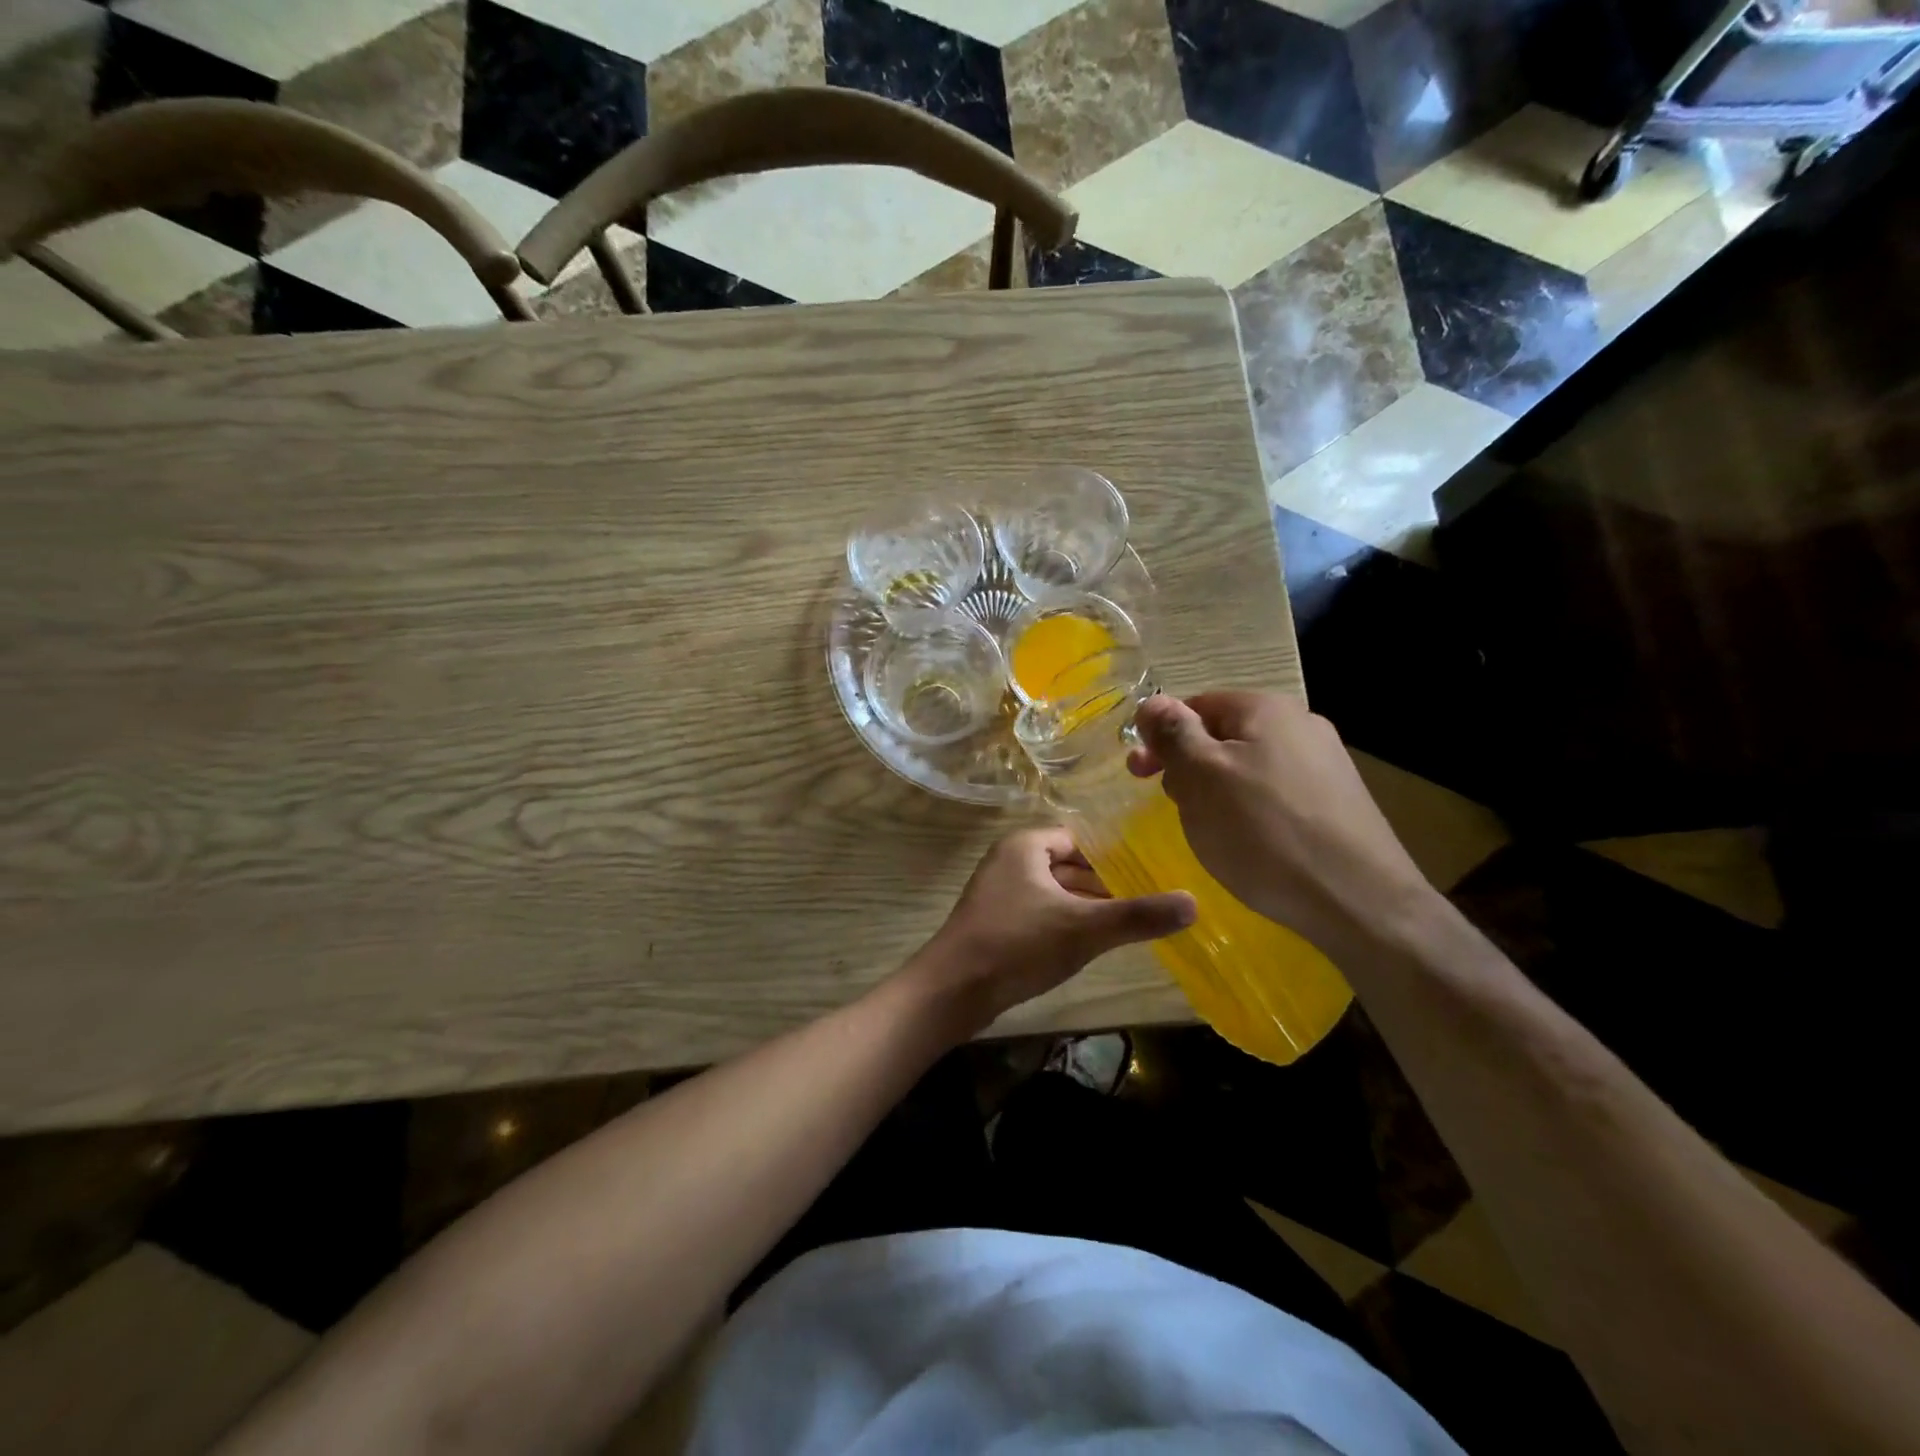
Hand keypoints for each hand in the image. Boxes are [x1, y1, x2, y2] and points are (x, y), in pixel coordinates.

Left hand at [917, 827, 1195, 1026]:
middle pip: (1067, 865)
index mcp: (1025, 846)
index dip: (1113, 857)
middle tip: (1145, 902)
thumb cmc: (1018, 944)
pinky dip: (1062, 924)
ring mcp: (998, 894)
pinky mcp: (994, 923)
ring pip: (1053, 892)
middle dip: (1102, 885)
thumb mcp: (1084, 928)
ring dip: (1084, 907)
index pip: (1079, 840)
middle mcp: (1009, 861)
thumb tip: (1194, 903)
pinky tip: (1086, 947)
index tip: (1148, 874)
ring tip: (1124, 925)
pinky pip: (1038, 914)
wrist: (952, 990)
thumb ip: (1138, 915)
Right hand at [1128, 692, 1436, 954]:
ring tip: (1212, 832)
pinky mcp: (1338, 803)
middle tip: (1175, 807)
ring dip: (1217, 793)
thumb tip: (1152, 703)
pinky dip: (1252, 814)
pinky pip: (1276, 796)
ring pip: (1248, 769)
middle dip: (1189, 768)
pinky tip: (1252, 846)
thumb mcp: (1201, 777)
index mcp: (1265, 709)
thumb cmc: (1264, 831)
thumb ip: (1173, 734)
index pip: (1196, 705)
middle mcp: (1301, 725)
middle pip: (1222, 737)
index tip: (1139, 775)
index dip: (1161, 736)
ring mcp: (1325, 765)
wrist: (1359, 900)